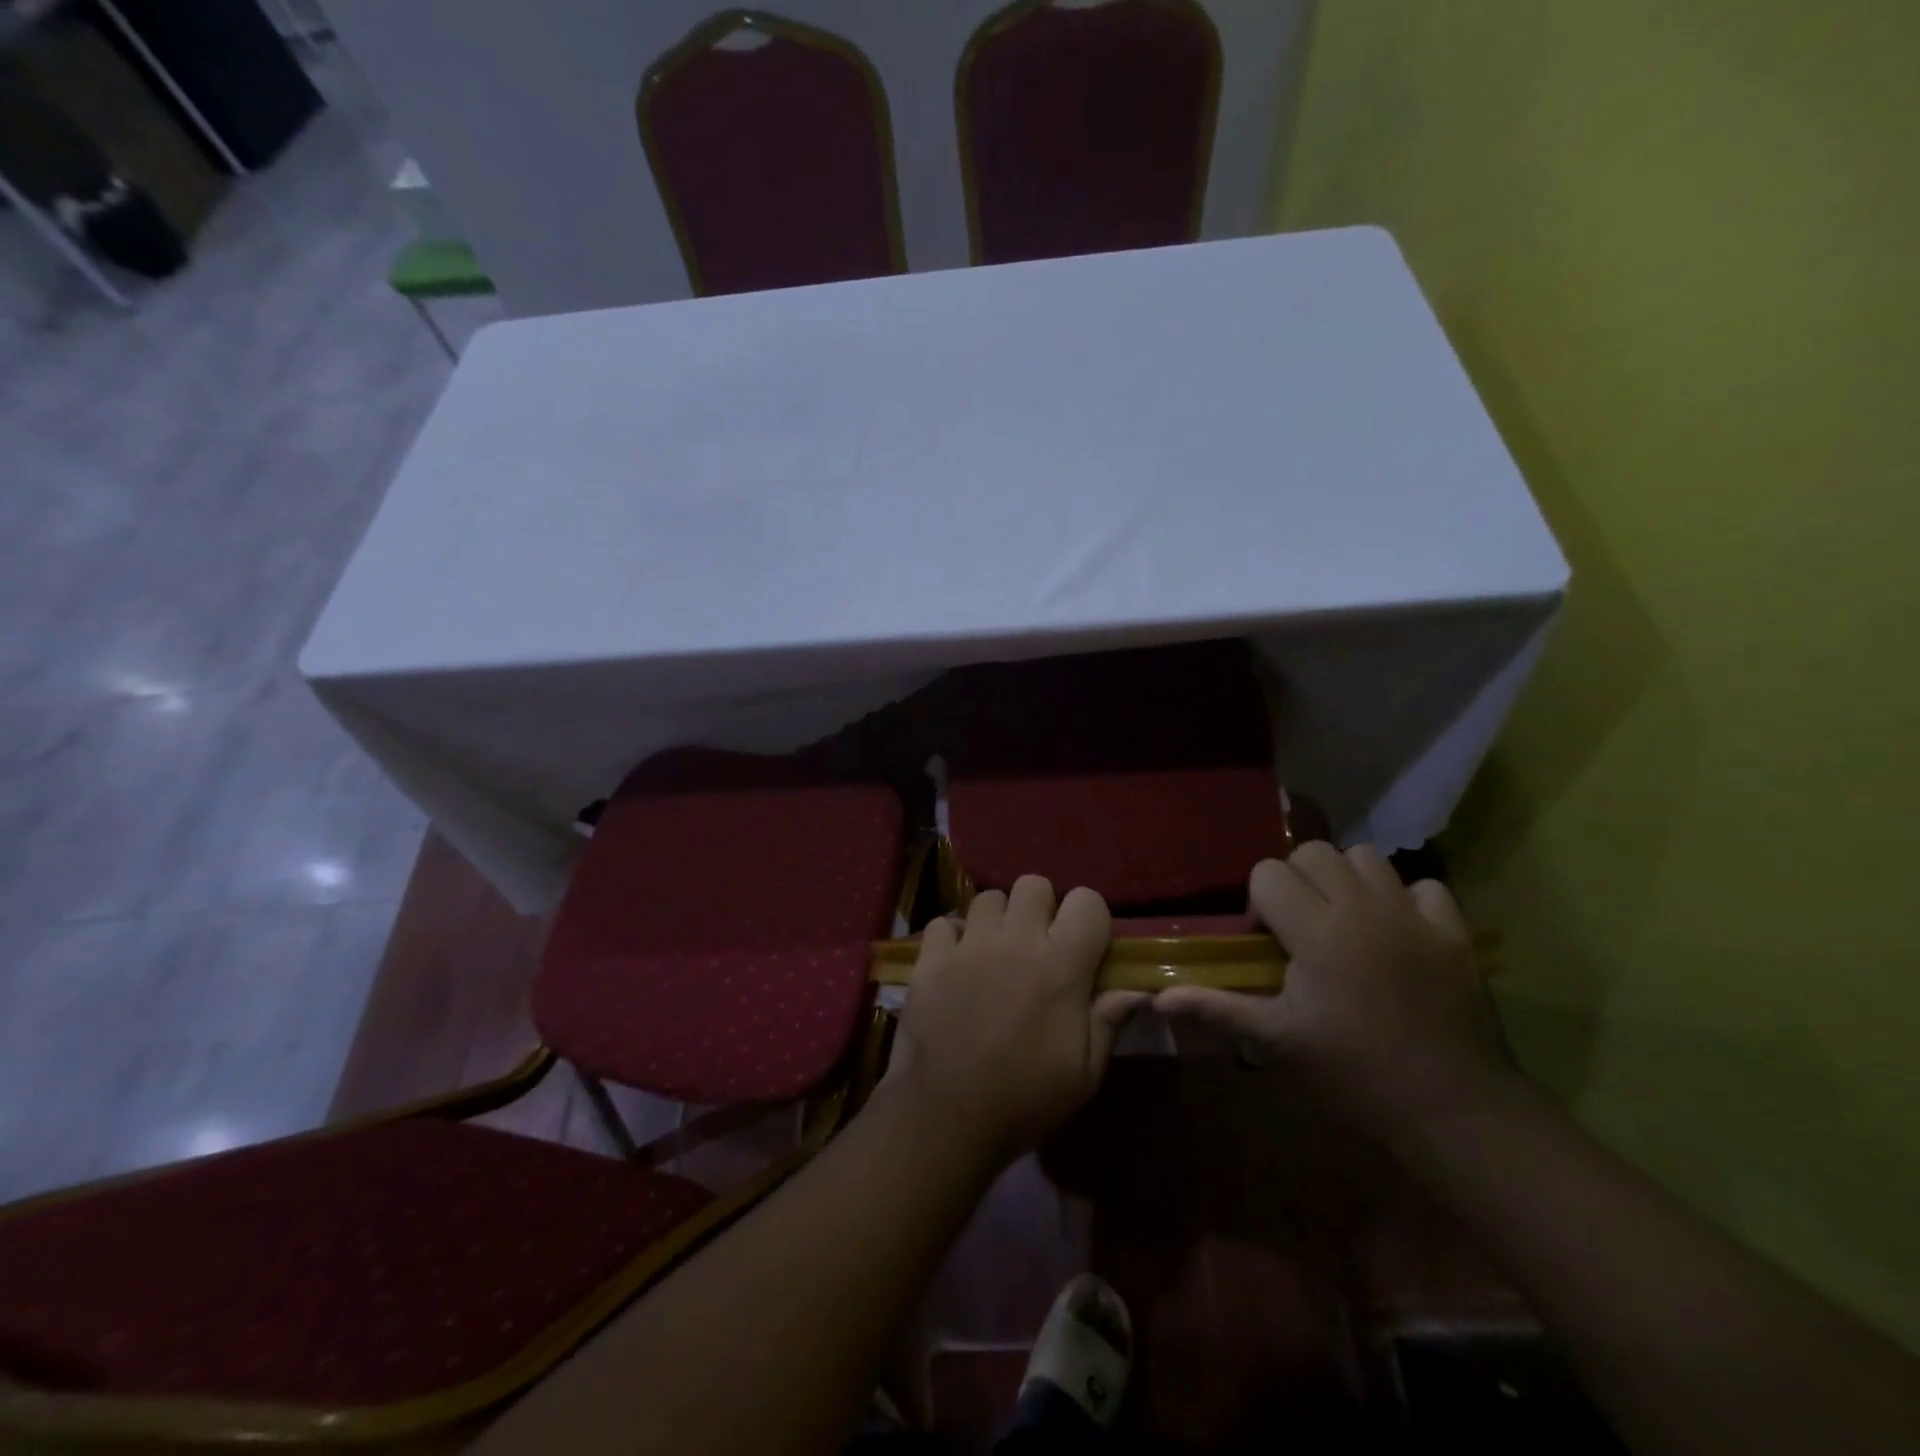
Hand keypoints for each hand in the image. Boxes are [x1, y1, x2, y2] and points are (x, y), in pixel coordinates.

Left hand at [883, 876, 1145, 1165]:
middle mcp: (1016, 940)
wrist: (947, 1115)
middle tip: (1037, 943)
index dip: (1089, 917)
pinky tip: (956, 962)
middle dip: (1040, 907)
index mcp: (1061, 964)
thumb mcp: (1085, 1072)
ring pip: (988, 897)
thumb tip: (1137, 989)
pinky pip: (944, 922)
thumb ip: (1109, 1020)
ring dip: (997, 919)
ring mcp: (970, 944)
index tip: (1084, 945)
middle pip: (1033, 884)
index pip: (1087, 900)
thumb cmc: (1025, 1098)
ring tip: (995, 951)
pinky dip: (952, 936)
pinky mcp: (932, 957)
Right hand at [1157, 843, 1512, 1147]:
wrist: (1453, 1110)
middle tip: (1302, 927)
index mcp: (1317, 932)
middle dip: (1297, 880)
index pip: (1268, 874)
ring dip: (1346, 879)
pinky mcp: (1453, 932)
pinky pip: (1423, 886)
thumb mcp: (1279, 1041)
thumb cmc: (1354, 1075)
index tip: (1268, 943)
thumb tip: (1157, 999)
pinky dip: (1405, 899)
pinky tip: (1397, 932)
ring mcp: (1413, 916)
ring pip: (1366, 856)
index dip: (1259, 903)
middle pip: (1313, 852)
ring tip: (1345, 920)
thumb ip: (1218, 1007)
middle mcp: (1363, 909)